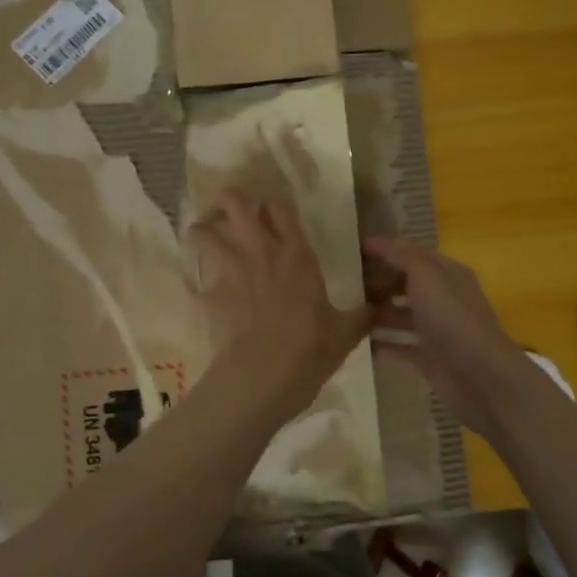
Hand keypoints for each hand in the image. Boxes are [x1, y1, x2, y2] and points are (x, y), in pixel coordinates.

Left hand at [186, 190, 375, 414]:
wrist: (261, 376)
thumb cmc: (309, 350)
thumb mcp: (344, 334)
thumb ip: (360, 316)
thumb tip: (378, 309)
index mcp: (297, 254)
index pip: (280, 207)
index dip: (272, 205)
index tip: (269, 211)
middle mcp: (260, 251)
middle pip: (235, 203)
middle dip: (228, 200)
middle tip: (229, 211)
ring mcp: (229, 269)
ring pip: (203, 231)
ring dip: (201, 231)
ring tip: (202, 239)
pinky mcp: (208, 292)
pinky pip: (197, 276)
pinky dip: (198, 279)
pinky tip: (202, 290)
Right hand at [362, 236, 533, 435]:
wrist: (480, 378)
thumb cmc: (452, 319)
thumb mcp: (426, 277)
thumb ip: (401, 256)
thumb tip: (377, 240)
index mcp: (446, 274)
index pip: (411, 253)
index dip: (384, 249)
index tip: (351, 250)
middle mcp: (442, 298)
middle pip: (404, 284)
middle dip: (377, 282)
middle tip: (342, 283)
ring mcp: (436, 330)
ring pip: (400, 315)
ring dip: (376, 313)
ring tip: (344, 311)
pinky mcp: (428, 358)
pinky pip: (399, 346)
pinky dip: (380, 343)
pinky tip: (355, 342)